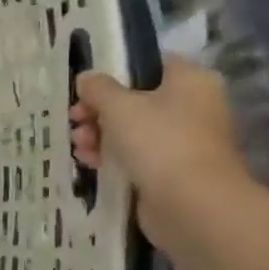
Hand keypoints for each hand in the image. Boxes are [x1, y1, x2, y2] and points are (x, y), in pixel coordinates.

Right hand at [69, 56, 249, 234]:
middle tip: (74, 118)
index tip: (86, 87)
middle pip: (136, 99)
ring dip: (100, 134)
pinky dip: (112, 156)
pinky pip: (136, 156)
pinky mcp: (172, 171)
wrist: (192, 205)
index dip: (115, 72)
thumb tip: (86, 78)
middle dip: (99, 110)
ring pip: (133, 130)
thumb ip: (98, 88)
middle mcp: (193, 107)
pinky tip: (87, 161)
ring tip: (78, 144)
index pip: (149, 65)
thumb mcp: (119, 106)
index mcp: (190, 80)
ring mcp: (184, 141)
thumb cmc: (159, 142)